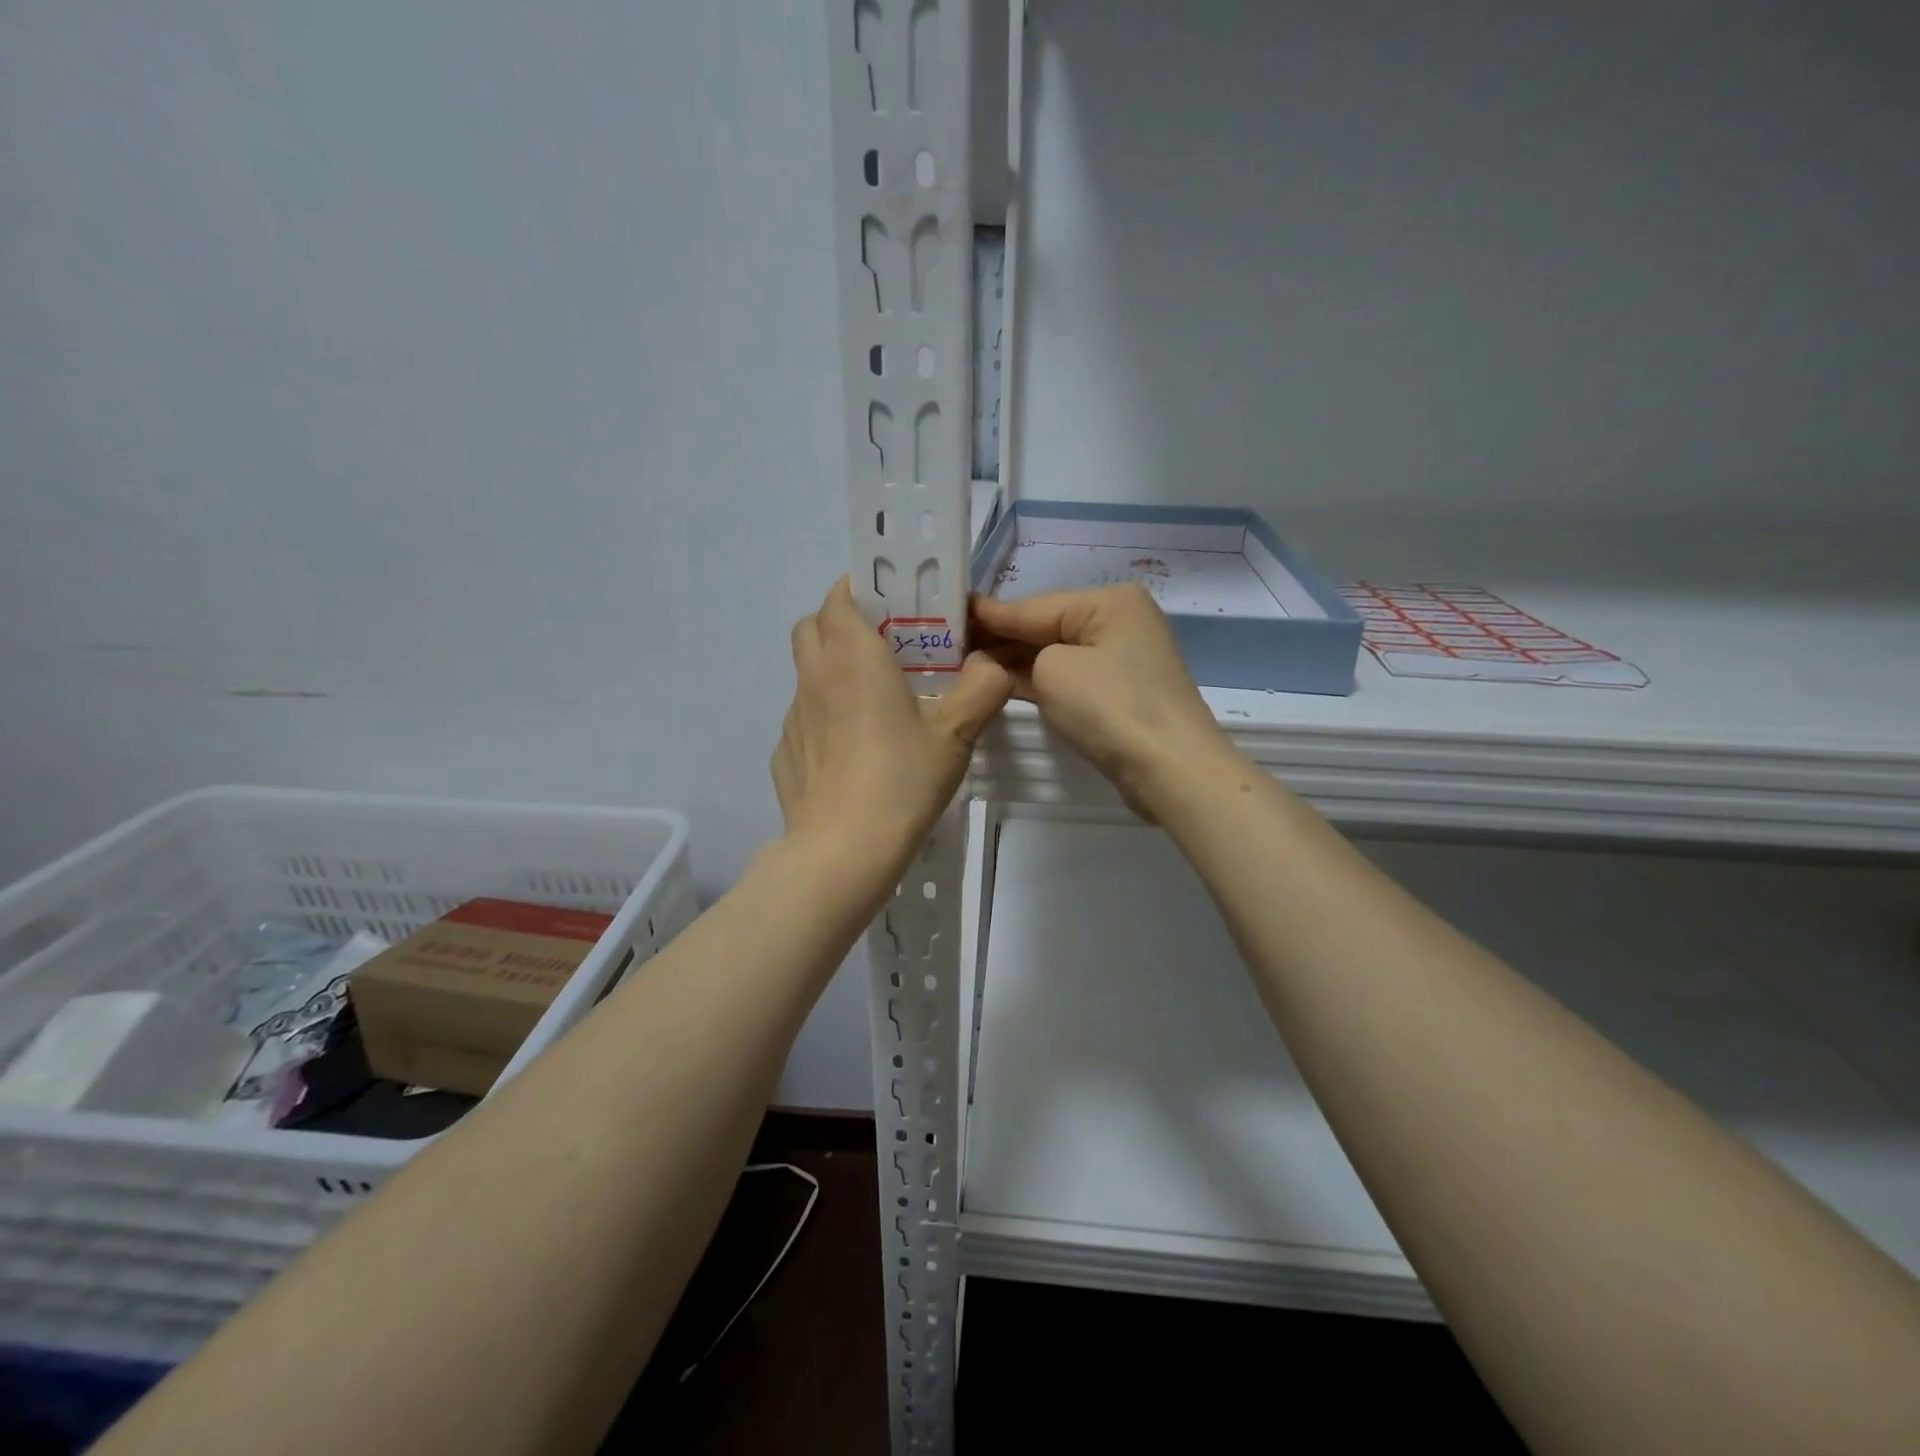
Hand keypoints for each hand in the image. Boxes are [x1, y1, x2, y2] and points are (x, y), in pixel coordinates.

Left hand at [773, 578, 1010, 875]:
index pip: (839, 597)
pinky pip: (804, 720)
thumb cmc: (902, 779)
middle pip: (812, 626)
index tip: (890, 605)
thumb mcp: (957, 733)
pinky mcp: (784, 753)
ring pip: (807, 674)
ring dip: (832, 673)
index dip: (859, 590)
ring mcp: (793, 717)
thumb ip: (982, 688)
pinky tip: (852, 754)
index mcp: (853, 657)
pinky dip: (824, 719)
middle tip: (882, 649)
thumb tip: (992, 665)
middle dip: (840, 623)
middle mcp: (815, 676)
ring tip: (872, 707)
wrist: (844, 850)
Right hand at [971, 584, 1231, 819]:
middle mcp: (1119, 622)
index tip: (949, 613)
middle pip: (1047, 627)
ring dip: (1016, 663)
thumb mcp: (1053, 669)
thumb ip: (1021, 654)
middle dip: (1002, 639)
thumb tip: (1004, 656)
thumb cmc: (1110, 707)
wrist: (1170, 769)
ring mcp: (1123, 660)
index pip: (1035, 605)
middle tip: (949, 646)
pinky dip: (1039, 682)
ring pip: (1057, 655)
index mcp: (1109, 602)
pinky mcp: (1121, 693)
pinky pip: (1070, 678)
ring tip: (967, 665)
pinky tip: (1004, 684)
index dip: (990, 615)